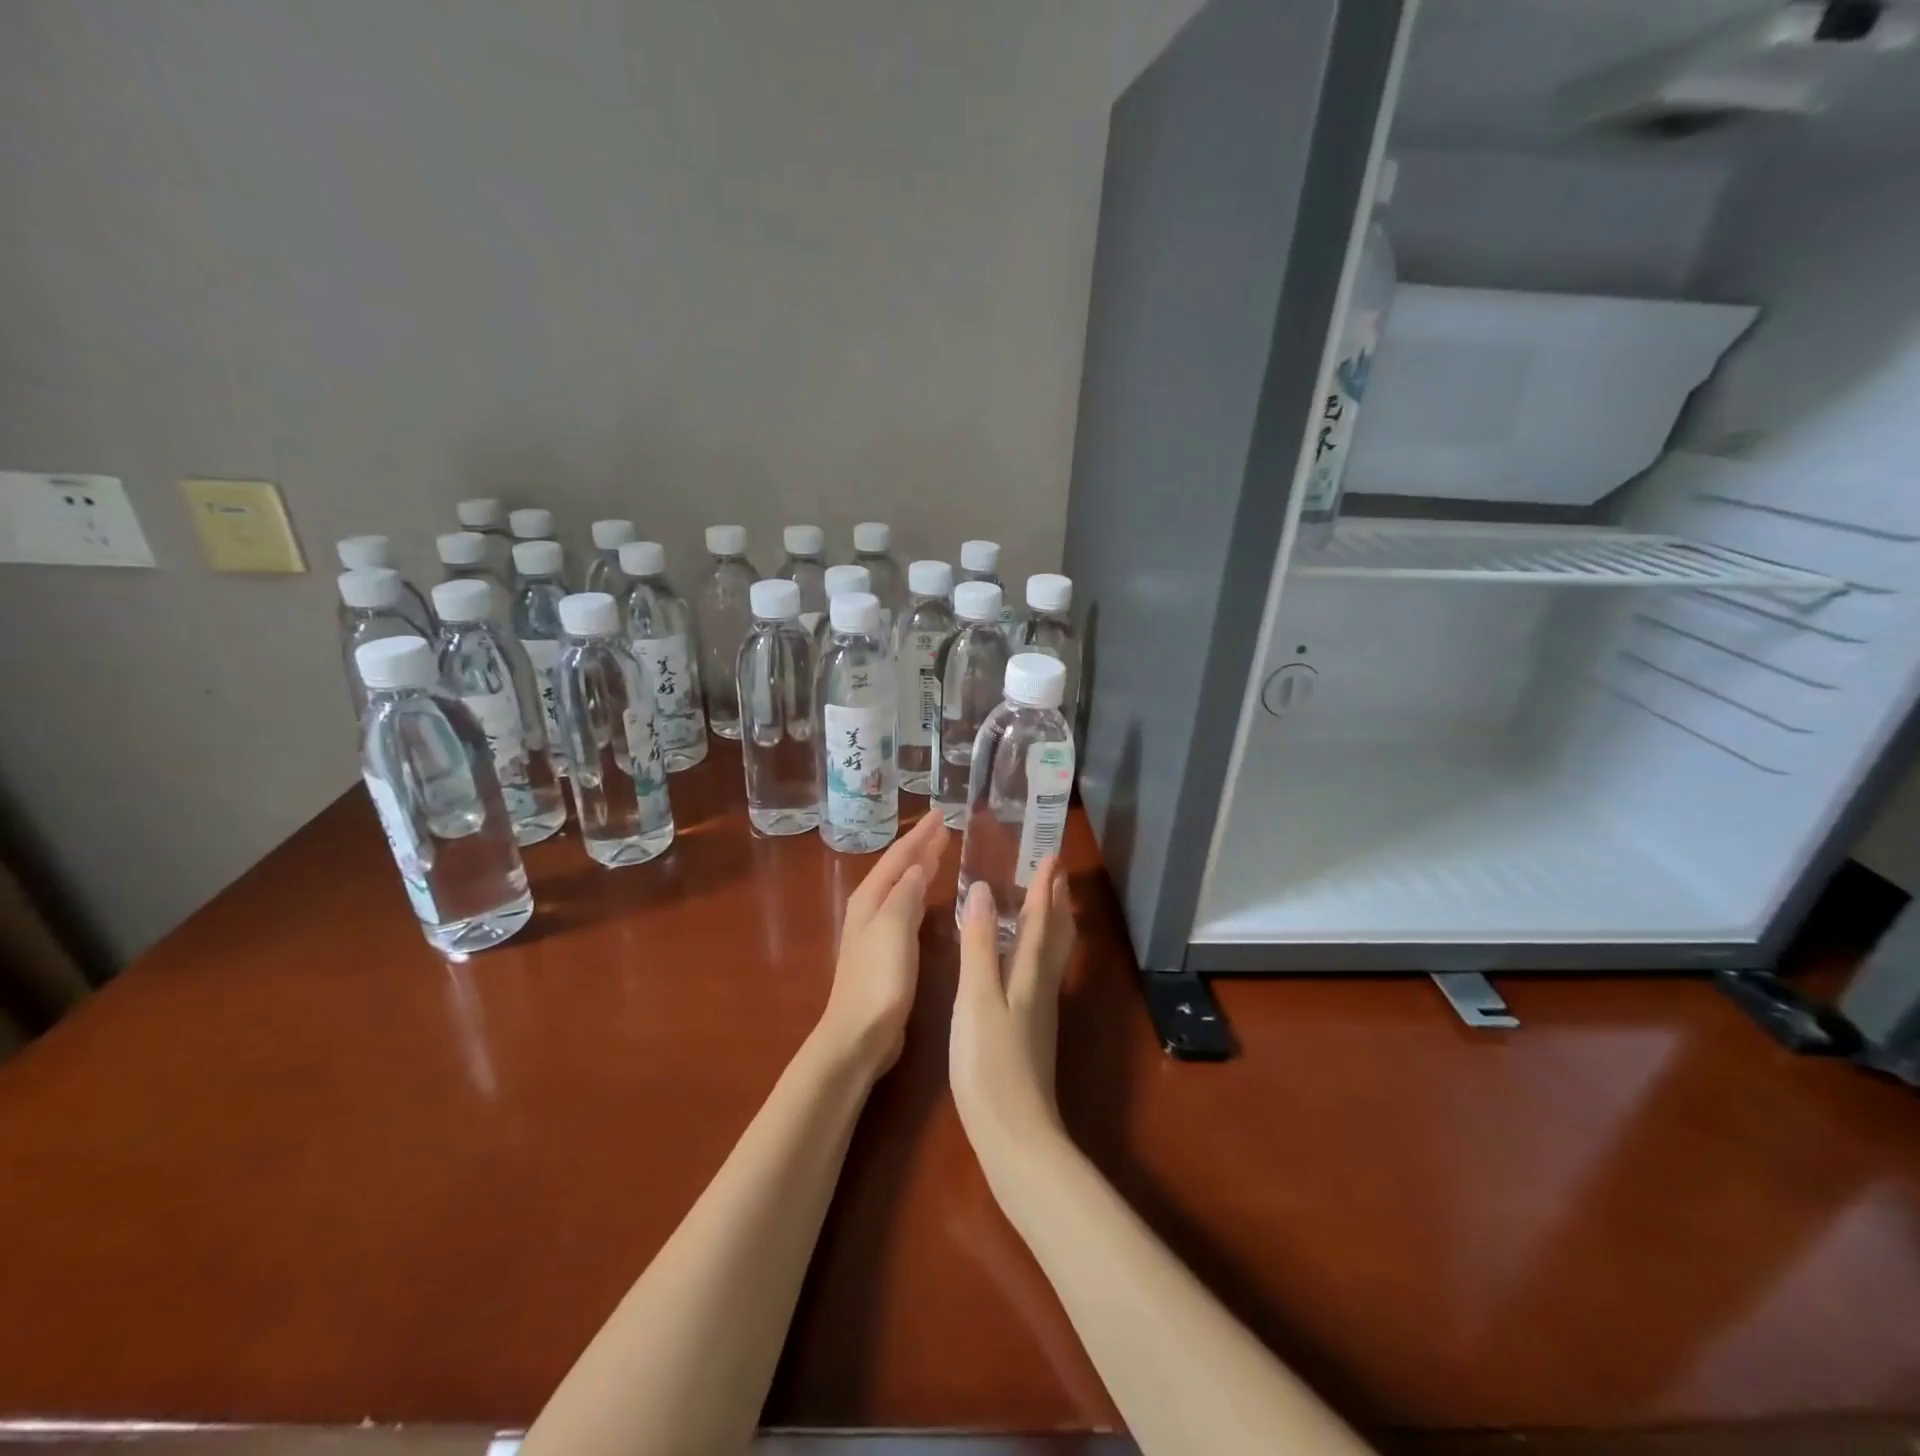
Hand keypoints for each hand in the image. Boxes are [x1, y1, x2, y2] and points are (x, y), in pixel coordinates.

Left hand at [816, 810, 947, 1077]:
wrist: (859, 1035)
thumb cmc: (879, 980)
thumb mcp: (894, 929)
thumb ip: (905, 894)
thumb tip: (916, 864)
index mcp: (871, 899)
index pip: (899, 856)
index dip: (920, 835)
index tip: (942, 814)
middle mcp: (871, 908)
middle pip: (898, 868)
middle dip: (920, 845)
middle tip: (944, 825)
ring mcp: (876, 931)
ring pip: (901, 885)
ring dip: (919, 866)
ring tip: (939, 850)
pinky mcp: (886, 951)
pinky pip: (905, 906)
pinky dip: (918, 891)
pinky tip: (927, 895)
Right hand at [951, 860, 1077, 1186]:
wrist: (1014, 1133)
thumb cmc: (989, 1062)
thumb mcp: (976, 998)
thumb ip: (979, 945)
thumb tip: (983, 890)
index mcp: (1029, 974)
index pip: (1041, 919)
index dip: (1044, 887)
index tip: (1051, 855)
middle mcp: (1041, 987)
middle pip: (1055, 935)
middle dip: (1056, 902)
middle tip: (1056, 873)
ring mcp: (1039, 1011)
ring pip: (1052, 956)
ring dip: (1051, 924)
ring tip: (1047, 905)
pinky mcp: (1032, 1032)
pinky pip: (1041, 974)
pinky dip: (1038, 951)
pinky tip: (1025, 961)